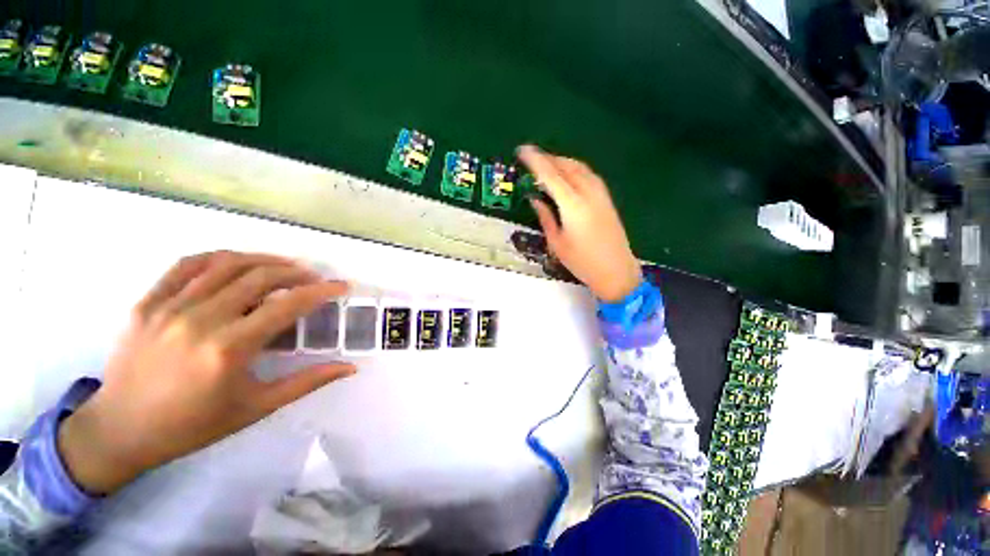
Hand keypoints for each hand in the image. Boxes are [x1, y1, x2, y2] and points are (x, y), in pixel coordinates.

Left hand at [57, 251, 355, 494]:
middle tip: (315, 278)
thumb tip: (349, 367)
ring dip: (264, 259)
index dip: (321, 291)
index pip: (287, 305)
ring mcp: (169, 307)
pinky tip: (237, 262)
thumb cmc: (193, 425)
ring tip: (284, 266)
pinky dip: (219, 257)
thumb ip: (307, 382)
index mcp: (229, 349)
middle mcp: (200, 320)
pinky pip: (187, 265)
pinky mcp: (147, 303)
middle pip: (260, 277)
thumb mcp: (256, 408)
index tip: (341, 286)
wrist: (120, 430)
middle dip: (297, 272)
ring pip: (227, 264)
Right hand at [518, 145, 641, 301]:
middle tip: (531, 157)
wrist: (617, 271)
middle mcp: (588, 193)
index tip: (522, 151)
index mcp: (572, 205)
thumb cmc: (582, 262)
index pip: (550, 175)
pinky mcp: (607, 199)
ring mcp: (600, 194)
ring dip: (561, 161)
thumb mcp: (557, 242)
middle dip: (547, 158)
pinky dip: (575, 169)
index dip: (535, 161)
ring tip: (547, 163)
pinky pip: (588, 174)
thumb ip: (545, 217)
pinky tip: (568, 174)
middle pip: (566, 166)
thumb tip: (535, 200)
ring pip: (579, 167)